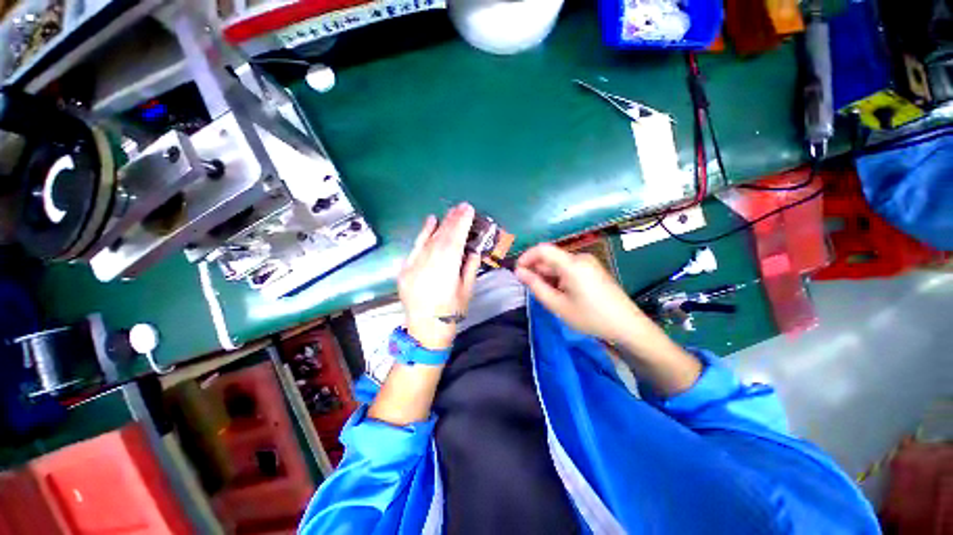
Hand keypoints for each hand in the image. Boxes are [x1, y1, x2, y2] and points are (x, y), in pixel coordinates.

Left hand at [398, 203, 481, 349]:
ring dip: (441, 225)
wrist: (425, 331)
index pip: (454, 241)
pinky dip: (423, 233)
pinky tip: (431, 221)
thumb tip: (473, 249)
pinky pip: (415, 247)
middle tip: (462, 207)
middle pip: (442, 238)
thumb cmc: (451, 313)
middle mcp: (428, 265)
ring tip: (451, 212)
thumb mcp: (467, 291)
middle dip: (453, 220)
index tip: (468, 210)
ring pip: (429, 240)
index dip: (461, 224)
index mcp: (446, 272)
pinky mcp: (405, 269)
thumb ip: (470, 267)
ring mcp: (414, 266)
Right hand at [515, 243, 648, 344]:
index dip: (526, 257)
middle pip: (551, 257)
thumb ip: (535, 286)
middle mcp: (580, 257)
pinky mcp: (593, 269)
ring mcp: (589, 262)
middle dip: (537, 270)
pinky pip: (569, 268)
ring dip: (548, 276)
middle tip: (532, 290)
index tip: (518, 272)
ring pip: (559, 264)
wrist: (627, 326)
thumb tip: (518, 272)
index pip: (542, 249)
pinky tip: (561, 294)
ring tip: (548, 296)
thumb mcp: (557, 305)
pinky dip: (559, 277)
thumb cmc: (589, 317)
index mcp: (571, 264)